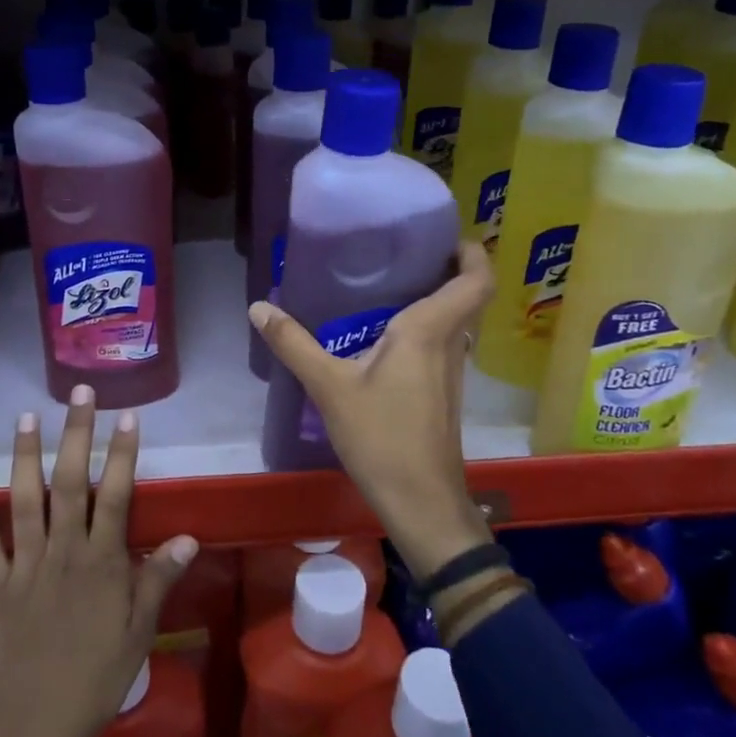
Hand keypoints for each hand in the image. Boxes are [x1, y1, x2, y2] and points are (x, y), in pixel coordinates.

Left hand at [0, 386, 194, 736]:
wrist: (31, 725)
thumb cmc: (94, 679)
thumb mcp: (139, 633)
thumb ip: (159, 580)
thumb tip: (187, 536)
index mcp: (101, 562)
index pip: (116, 495)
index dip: (122, 454)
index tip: (127, 416)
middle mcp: (63, 550)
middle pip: (69, 482)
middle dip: (75, 434)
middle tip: (78, 393)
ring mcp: (25, 564)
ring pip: (24, 499)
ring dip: (25, 455)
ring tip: (26, 416)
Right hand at [249, 241, 497, 582]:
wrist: (421, 502)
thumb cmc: (382, 437)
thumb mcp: (329, 387)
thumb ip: (294, 344)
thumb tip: (259, 307)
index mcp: (430, 331)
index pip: (475, 280)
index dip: (472, 252)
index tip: (445, 233)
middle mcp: (449, 345)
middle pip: (464, 295)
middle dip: (443, 267)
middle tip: (400, 249)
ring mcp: (450, 372)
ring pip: (452, 321)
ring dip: (432, 297)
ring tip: (387, 282)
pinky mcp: (442, 393)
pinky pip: (440, 344)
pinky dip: (422, 327)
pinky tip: (382, 336)